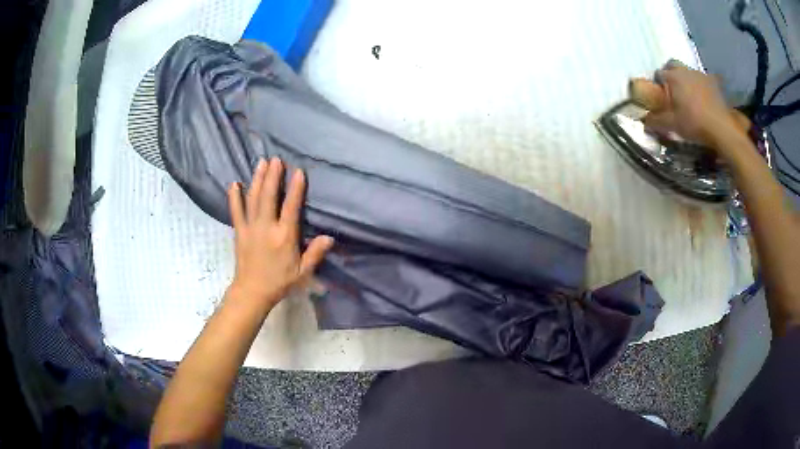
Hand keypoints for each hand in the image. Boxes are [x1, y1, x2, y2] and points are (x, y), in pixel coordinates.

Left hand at [226, 157, 333, 311]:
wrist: (252, 292)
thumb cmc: (280, 282)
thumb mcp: (303, 272)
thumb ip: (315, 253)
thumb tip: (329, 237)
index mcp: (284, 236)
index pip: (291, 207)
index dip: (295, 189)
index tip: (298, 171)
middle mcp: (267, 227)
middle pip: (269, 197)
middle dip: (273, 176)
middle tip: (276, 159)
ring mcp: (251, 228)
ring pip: (254, 199)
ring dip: (257, 180)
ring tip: (261, 163)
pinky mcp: (240, 231)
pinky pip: (236, 211)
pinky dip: (234, 197)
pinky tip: (234, 184)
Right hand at [644, 61, 742, 149]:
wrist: (722, 128)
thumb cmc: (695, 124)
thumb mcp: (673, 125)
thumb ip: (656, 121)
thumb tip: (643, 120)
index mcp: (672, 77)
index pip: (658, 74)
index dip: (658, 84)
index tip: (660, 96)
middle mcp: (684, 70)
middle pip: (672, 65)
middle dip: (670, 73)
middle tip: (672, 90)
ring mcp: (700, 74)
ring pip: (687, 71)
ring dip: (685, 79)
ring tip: (689, 96)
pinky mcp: (713, 82)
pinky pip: (702, 79)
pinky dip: (700, 86)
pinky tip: (703, 99)